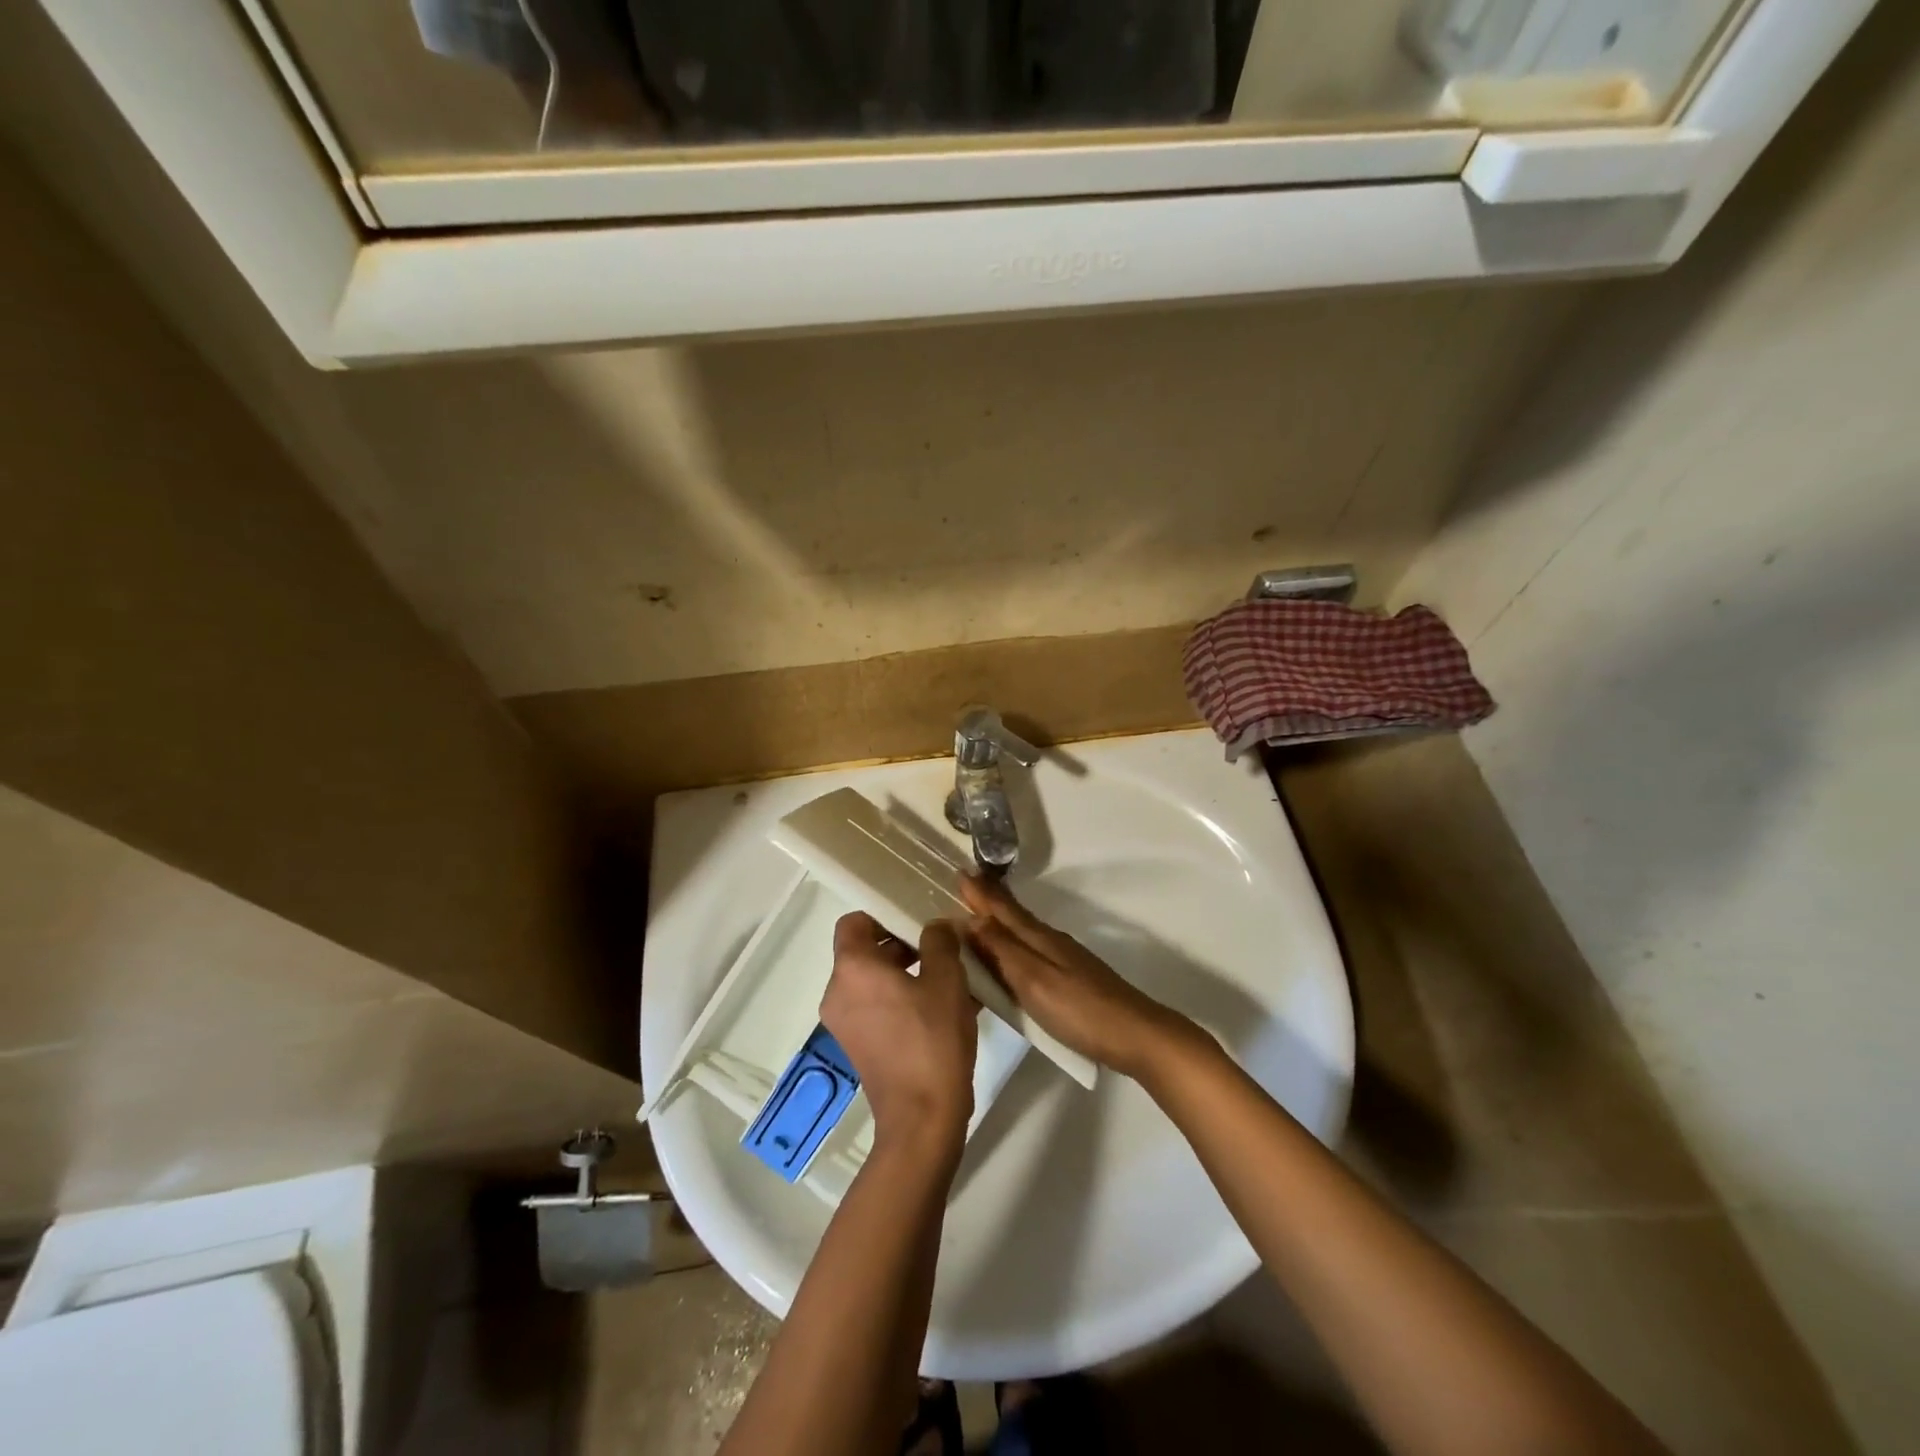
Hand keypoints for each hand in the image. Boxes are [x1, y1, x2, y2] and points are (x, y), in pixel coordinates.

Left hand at [820, 913, 977, 1148]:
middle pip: (864, 951)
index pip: (854, 922)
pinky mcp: (858, 1046)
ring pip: (873, 980)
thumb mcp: (946, 980)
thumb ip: (940, 941)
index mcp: (852, 968)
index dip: (884, 915)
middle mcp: (838, 992)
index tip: (917, 923)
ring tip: (948, 979)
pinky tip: (941, 1009)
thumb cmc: (932, 1040)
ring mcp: (844, 1023)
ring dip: (906, 973)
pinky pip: (876, 1007)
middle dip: (902, 945)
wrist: (922, 1118)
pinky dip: (901, 999)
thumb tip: (935, 926)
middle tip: (941, 950)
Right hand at [959, 876, 1193, 1079]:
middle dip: (988, 902)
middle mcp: (1050, 941)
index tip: (960, 873)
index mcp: (1039, 938)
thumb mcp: (1033, 980)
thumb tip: (970, 919)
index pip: (1002, 909)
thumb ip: (1002, 950)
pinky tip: (1011, 957)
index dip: (981, 894)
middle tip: (964, 888)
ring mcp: (1064, 960)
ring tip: (978, 919)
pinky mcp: (1072, 979)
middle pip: (1013, 917)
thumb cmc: (1079, 1009)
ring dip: (1000, 923)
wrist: (1135, 1035)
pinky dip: (1013, 946)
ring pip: (1023, 933)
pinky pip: (1032, 952)